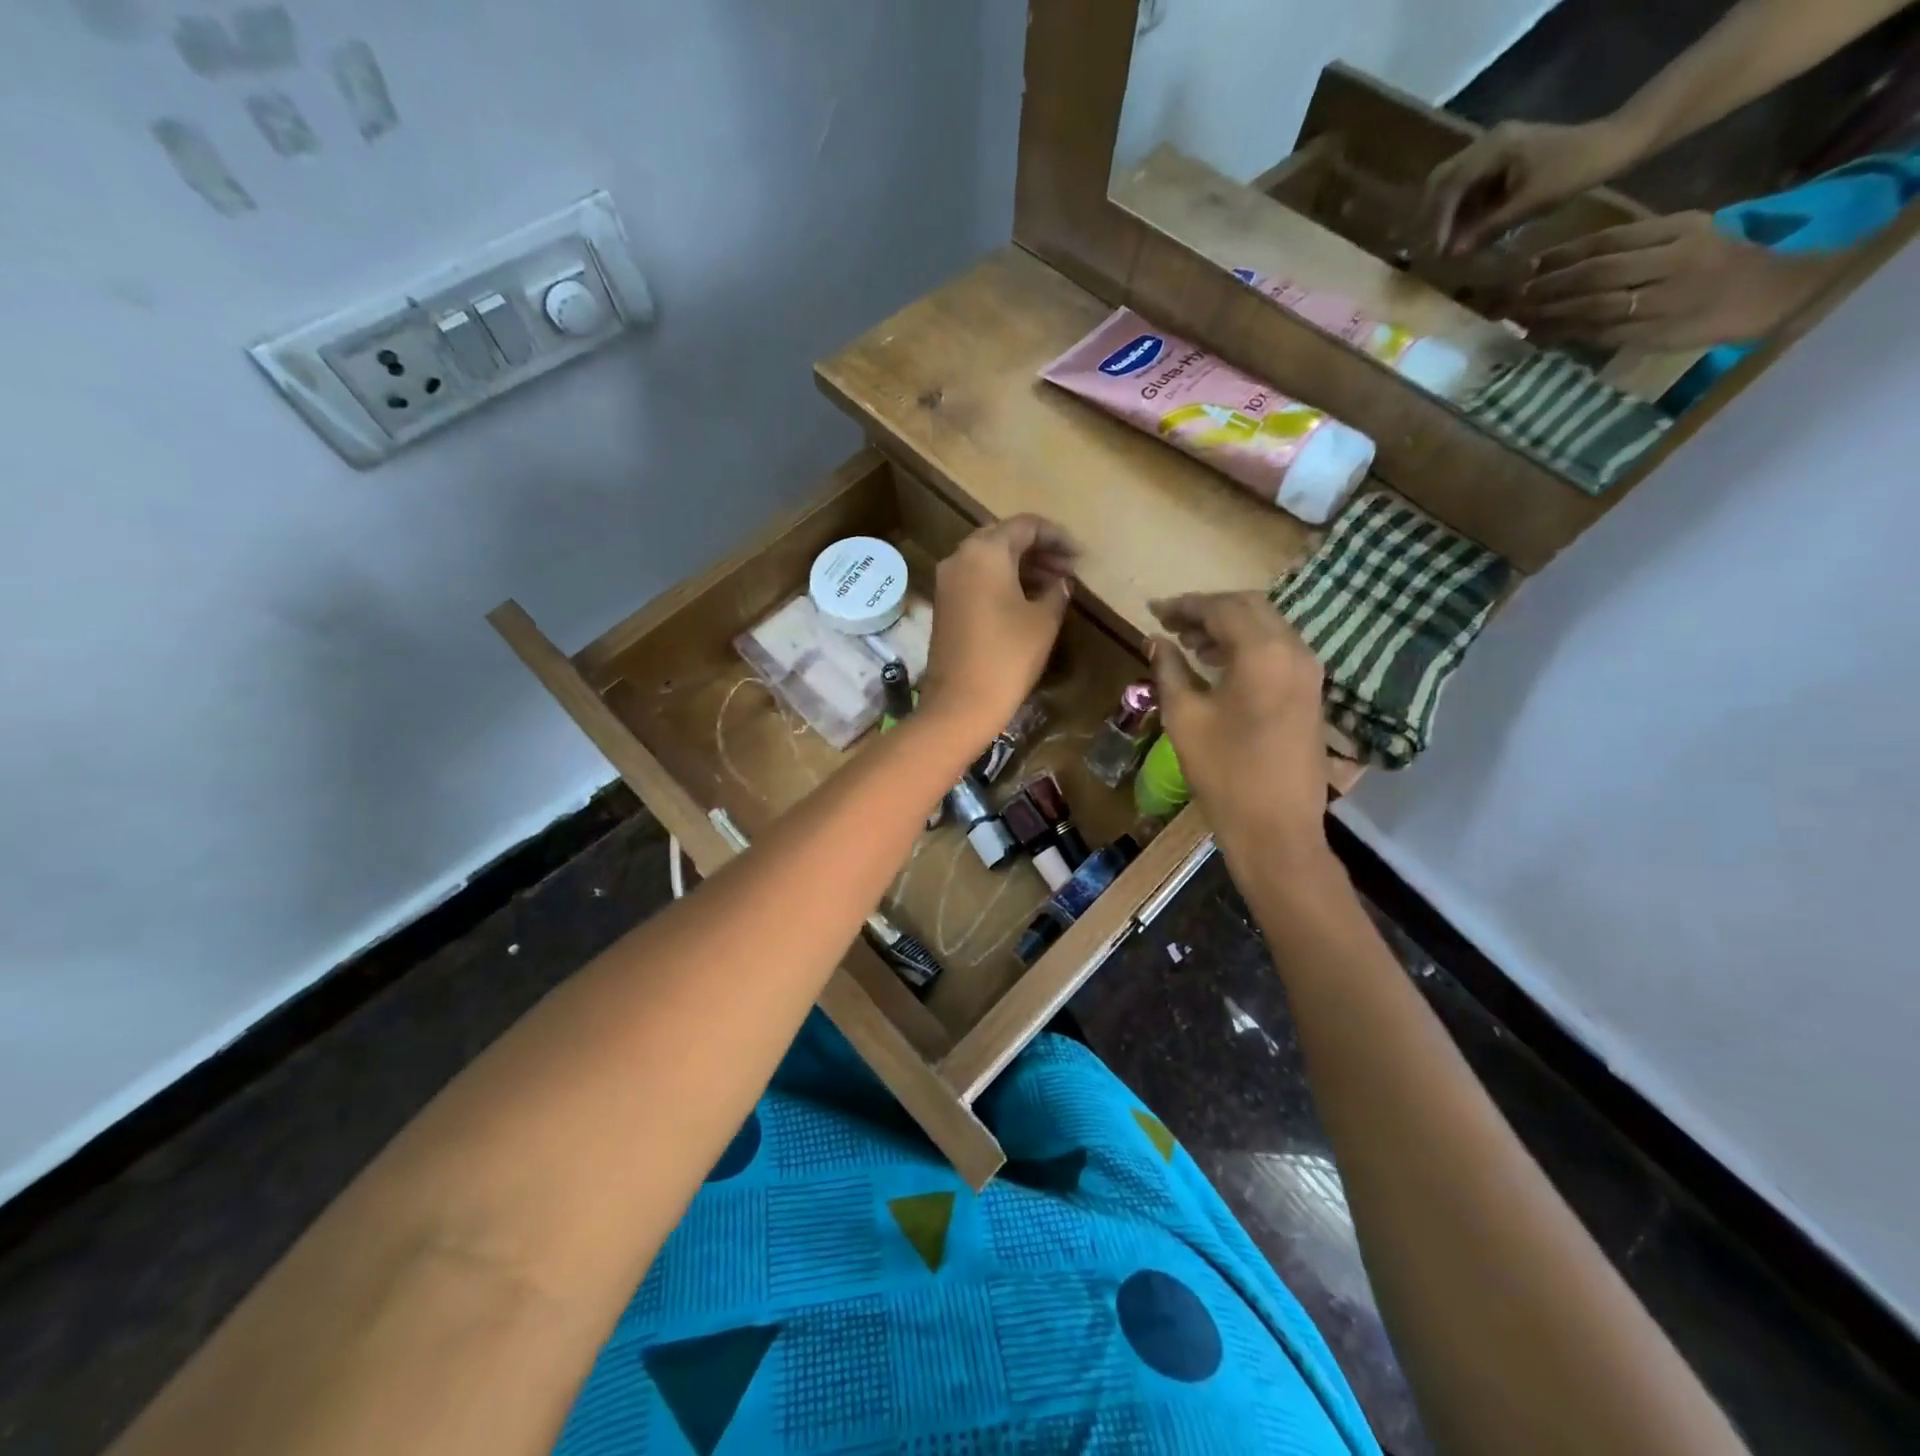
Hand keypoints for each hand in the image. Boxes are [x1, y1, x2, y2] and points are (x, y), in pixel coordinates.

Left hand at [919, 514, 1076, 739]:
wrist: (961, 703)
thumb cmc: (1008, 656)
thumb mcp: (1044, 621)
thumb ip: (1057, 592)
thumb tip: (1061, 583)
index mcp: (985, 551)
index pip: (1026, 526)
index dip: (1057, 537)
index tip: (1080, 556)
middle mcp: (960, 557)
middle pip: (1004, 538)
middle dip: (1038, 550)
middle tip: (1068, 569)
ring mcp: (947, 582)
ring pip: (989, 560)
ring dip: (1022, 567)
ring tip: (1055, 585)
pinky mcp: (944, 605)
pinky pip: (977, 580)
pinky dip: (1002, 582)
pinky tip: (1027, 600)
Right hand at [1148, 592, 1328, 866]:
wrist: (1276, 828)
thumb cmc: (1224, 772)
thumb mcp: (1185, 717)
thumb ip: (1169, 669)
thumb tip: (1156, 641)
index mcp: (1263, 652)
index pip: (1222, 608)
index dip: (1185, 605)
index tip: (1154, 611)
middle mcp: (1294, 651)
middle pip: (1250, 608)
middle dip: (1209, 610)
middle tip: (1172, 624)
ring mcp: (1308, 672)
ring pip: (1268, 627)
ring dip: (1229, 626)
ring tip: (1190, 644)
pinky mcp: (1311, 692)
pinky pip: (1278, 650)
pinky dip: (1247, 645)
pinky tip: (1219, 664)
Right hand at [1424, 118, 1640, 253]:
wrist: (1611, 145)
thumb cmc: (1573, 171)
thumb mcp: (1530, 203)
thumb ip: (1488, 228)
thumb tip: (1452, 254)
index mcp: (1495, 147)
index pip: (1451, 186)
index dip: (1437, 222)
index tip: (1434, 251)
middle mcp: (1487, 142)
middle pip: (1440, 181)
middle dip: (1429, 217)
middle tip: (1426, 248)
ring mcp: (1492, 149)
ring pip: (1449, 185)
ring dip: (1441, 215)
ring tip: (1440, 244)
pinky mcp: (1497, 160)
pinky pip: (1466, 187)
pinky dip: (1456, 211)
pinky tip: (1458, 232)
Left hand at [1507, 211, 1834, 349]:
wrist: (1768, 294)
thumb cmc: (1715, 264)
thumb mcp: (1684, 237)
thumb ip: (1631, 245)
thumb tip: (1557, 263)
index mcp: (1680, 230)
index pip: (1608, 241)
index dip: (1561, 256)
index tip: (1525, 267)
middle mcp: (1674, 262)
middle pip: (1596, 274)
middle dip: (1547, 286)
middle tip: (1510, 296)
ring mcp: (1665, 300)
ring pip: (1595, 306)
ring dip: (1550, 314)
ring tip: (1517, 317)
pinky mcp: (1656, 333)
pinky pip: (1601, 335)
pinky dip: (1566, 336)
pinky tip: (1539, 337)